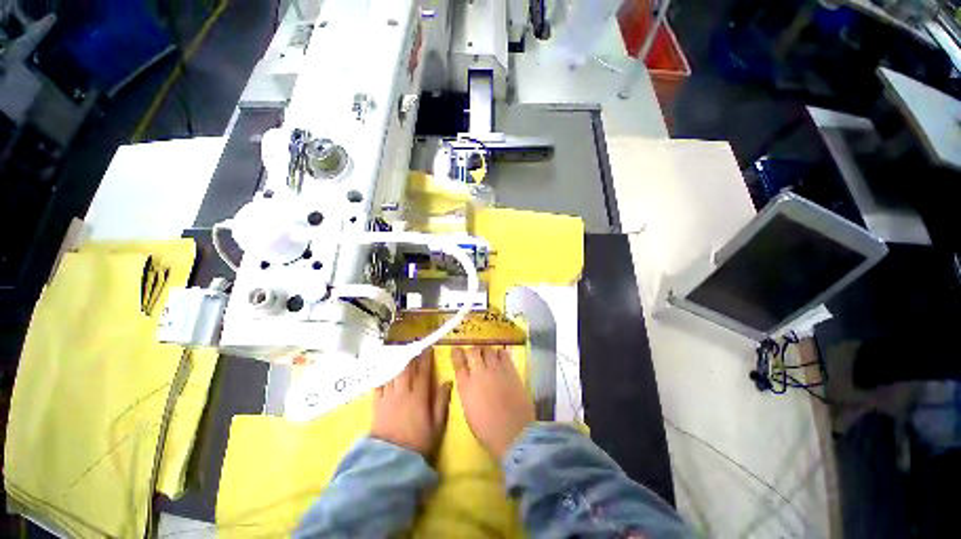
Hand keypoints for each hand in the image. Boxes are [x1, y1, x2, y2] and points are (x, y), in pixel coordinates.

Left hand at [371, 348, 452, 456]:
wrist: (391, 461)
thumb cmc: (418, 443)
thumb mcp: (436, 425)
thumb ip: (441, 401)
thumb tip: (447, 381)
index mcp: (419, 396)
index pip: (423, 372)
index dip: (426, 359)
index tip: (428, 349)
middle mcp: (403, 392)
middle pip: (406, 369)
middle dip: (411, 356)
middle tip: (413, 346)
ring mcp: (388, 397)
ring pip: (393, 373)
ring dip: (397, 361)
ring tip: (400, 352)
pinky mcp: (376, 404)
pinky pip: (379, 385)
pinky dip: (382, 374)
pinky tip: (384, 368)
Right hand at [453, 347, 534, 459]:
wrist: (513, 433)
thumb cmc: (487, 430)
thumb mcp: (468, 411)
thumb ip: (467, 391)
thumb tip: (468, 380)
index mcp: (466, 386)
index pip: (458, 363)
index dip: (456, 354)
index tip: (456, 349)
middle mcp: (479, 373)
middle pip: (473, 352)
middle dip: (472, 351)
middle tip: (474, 354)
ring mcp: (496, 370)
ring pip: (488, 350)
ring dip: (485, 351)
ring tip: (487, 354)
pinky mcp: (511, 370)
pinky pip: (503, 354)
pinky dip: (499, 353)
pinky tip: (499, 356)